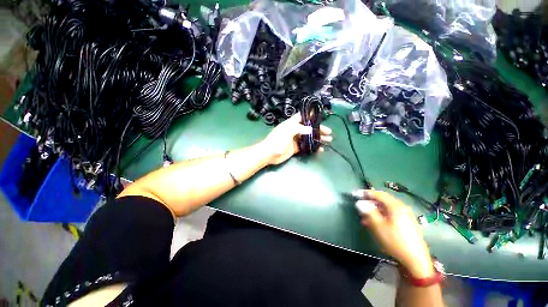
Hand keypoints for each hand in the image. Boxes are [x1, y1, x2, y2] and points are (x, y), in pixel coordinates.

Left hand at [259, 112, 331, 164]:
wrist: (269, 154)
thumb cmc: (276, 141)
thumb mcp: (287, 132)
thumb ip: (299, 129)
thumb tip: (311, 129)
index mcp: (291, 124)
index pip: (302, 116)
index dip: (310, 115)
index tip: (321, 116)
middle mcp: (294, 130)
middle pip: (308, 127)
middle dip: (318, 129)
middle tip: (328, 133)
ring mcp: (295, 139)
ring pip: (309, 137)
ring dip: (318, 138)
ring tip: (328, 140)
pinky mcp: (296, 148)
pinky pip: (306, 146)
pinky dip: (313, 147)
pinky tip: (320, 149)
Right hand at [355, 190, 433, 278]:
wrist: (415, 260)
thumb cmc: (395, 241)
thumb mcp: (379, 226)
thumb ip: (368, 212)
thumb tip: (359, 203)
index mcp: (396, 206)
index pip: (379, 194)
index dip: (366, 193)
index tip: (356, 194)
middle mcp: (402, 208)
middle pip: (383, 201)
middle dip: (370, 203)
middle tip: (360, 207)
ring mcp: (406, 216)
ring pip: (386, 209)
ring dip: (374, 211)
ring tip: (364, 218)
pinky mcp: (407, 223)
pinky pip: (391, 215)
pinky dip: (381, 216)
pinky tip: (374, 224)